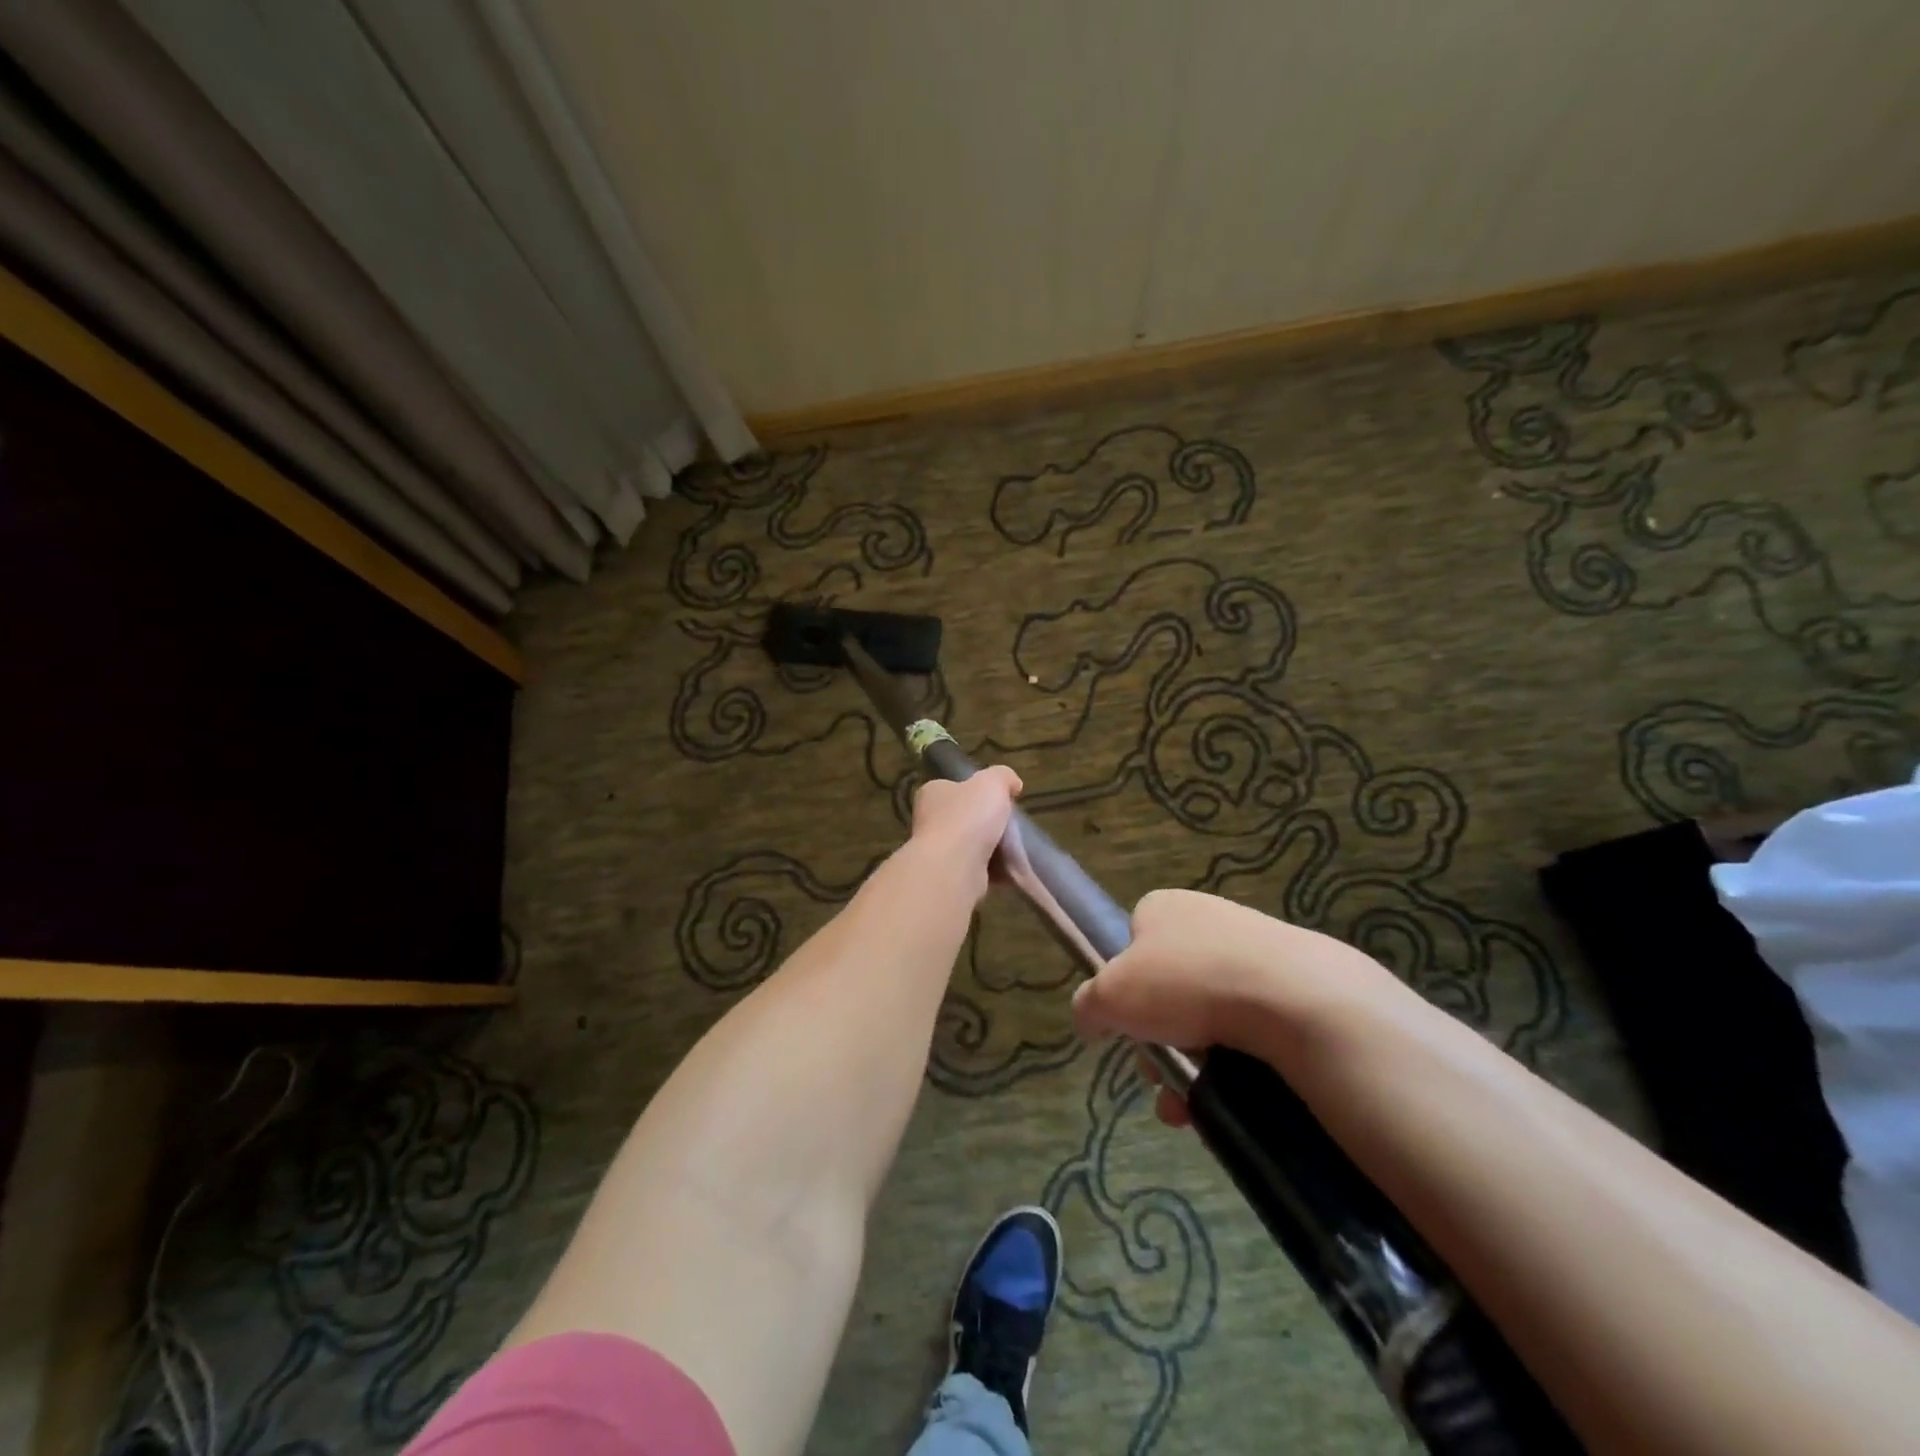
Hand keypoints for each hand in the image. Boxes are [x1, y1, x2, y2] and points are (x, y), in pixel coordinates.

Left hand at [909, 766, 1021, 883]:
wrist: (954, 867)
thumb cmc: (968, 817)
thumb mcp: (992, 782)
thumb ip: (1002, 776)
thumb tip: (1013, 784)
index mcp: (932, 793)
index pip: (954, 787)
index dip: (977, 792)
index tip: (999, 799)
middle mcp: (928, 821)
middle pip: (965, 818)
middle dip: (987, 823)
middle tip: (1010, 825)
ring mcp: (937, 852)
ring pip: (972, 846)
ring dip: (992, 849)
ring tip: (1014, 849)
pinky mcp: (950, 877)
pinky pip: (978, 870)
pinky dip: (994, 871)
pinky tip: (1010, 870)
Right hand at [1073, 889, 1390, 1121]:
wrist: (1294, 1000)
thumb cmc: (1185, 984)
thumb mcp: (1109, 996)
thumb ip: (1087, 1005)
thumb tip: (1090, 1019)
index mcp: (1163, 908)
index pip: (1132, 945)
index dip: (1124, 990)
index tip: (1128, 1028)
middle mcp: (1207, 919)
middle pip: (1167, 988)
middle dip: (1157, 1040)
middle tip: (1157, 1076)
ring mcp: (1254, 950)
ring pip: (1207, 1015)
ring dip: (1190, 1063)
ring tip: (1188, 1106)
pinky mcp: (1294, 984)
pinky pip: (1250, 1028)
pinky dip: (1233, 1063)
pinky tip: (1228, 1097)